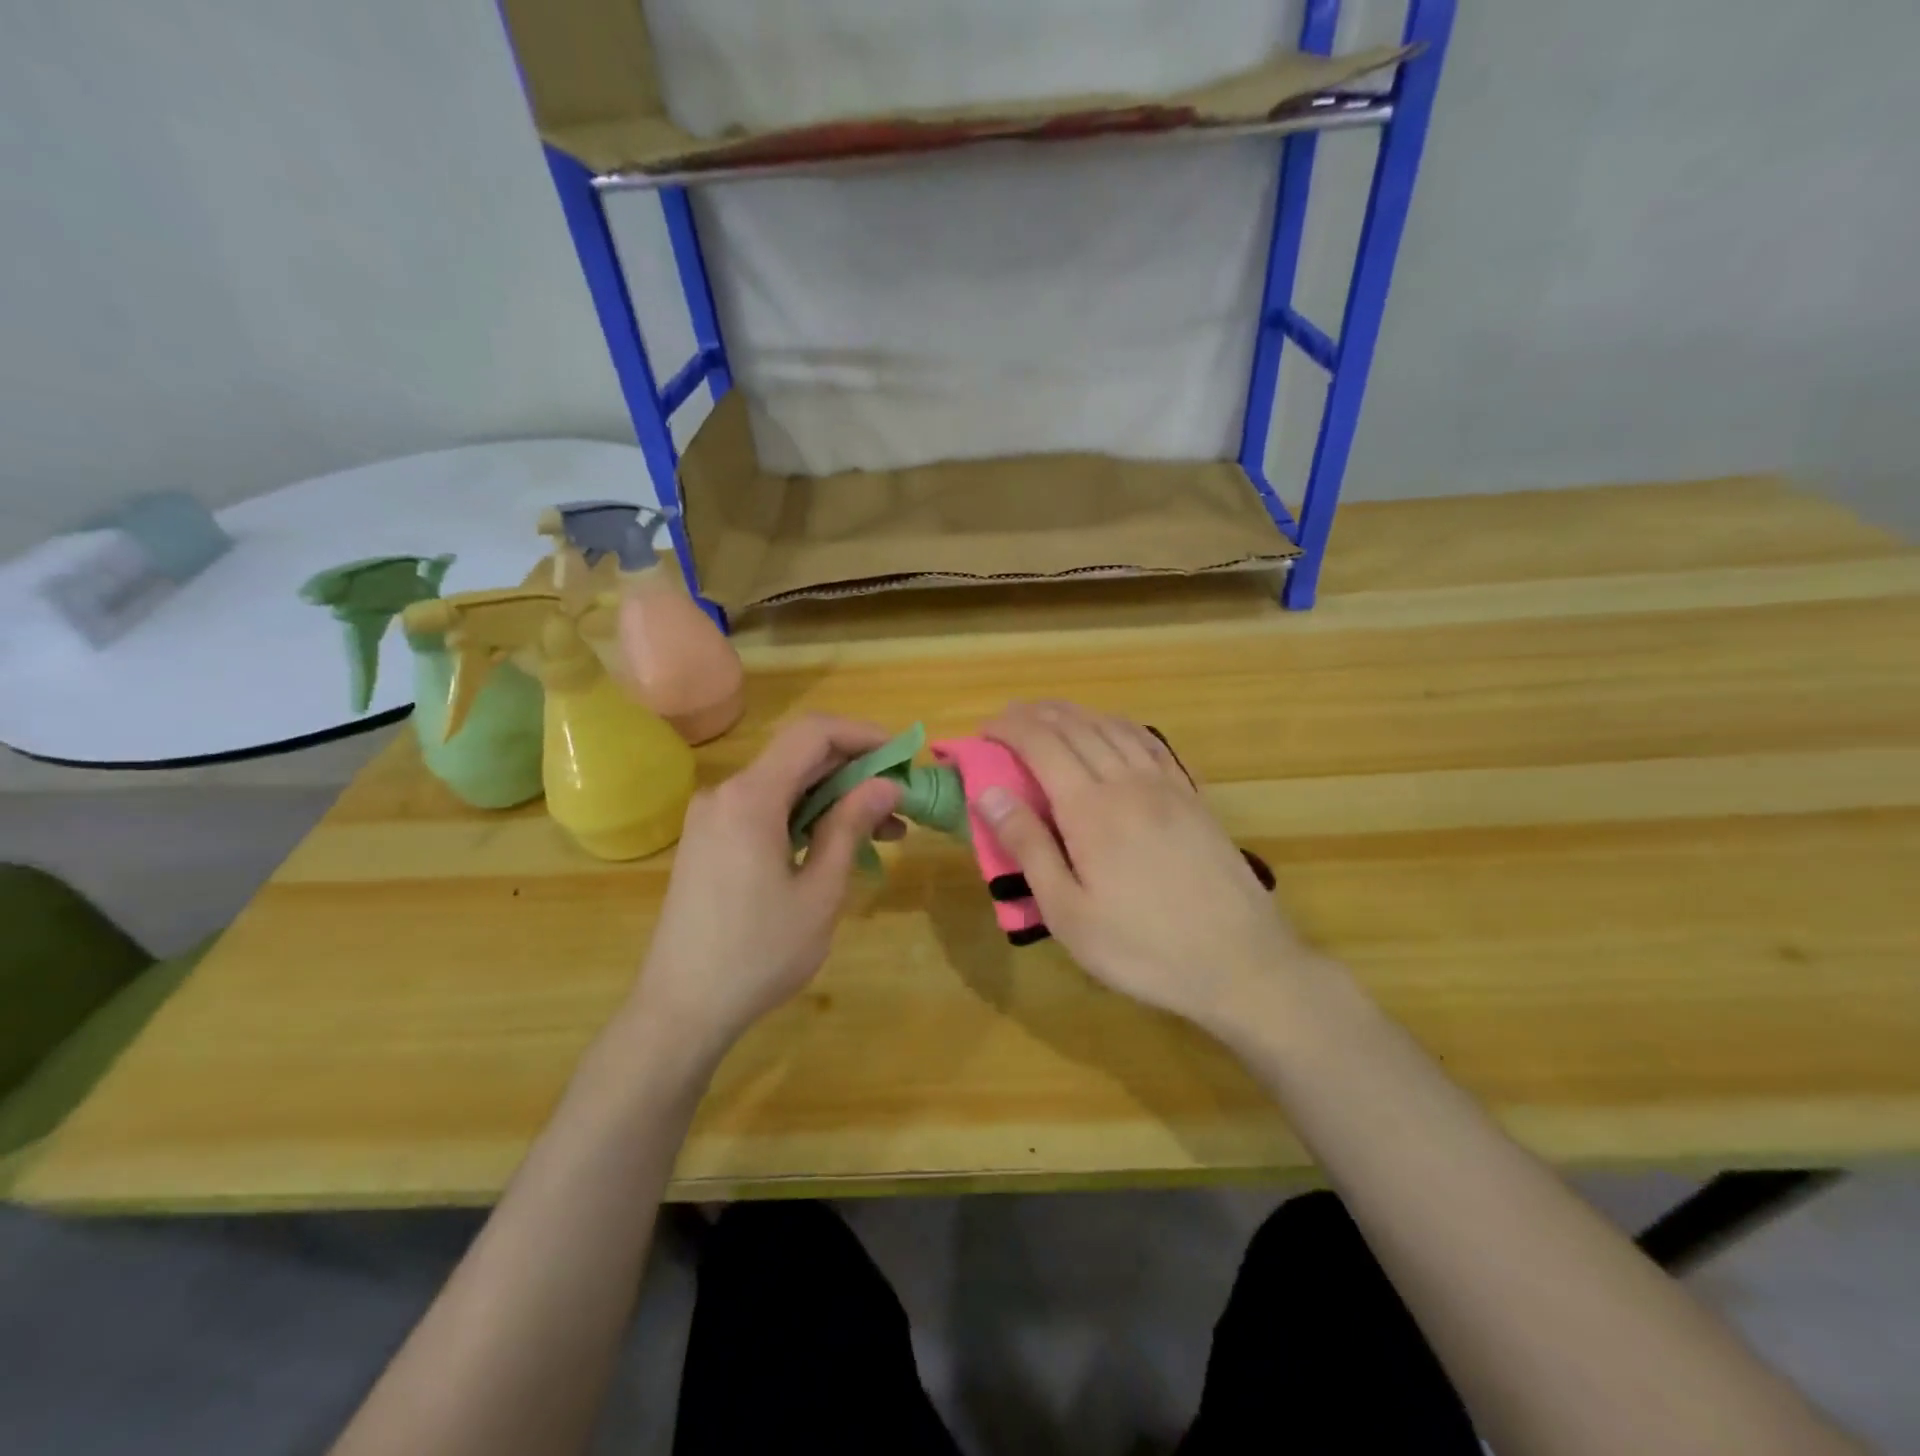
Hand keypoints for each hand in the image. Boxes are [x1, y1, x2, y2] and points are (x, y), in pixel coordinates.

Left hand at [627, 714, 902, 1065]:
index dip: (863, 734)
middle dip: (856, 772)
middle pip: (800, 757)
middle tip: (901, 804)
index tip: (903, 758)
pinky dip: (805, 817)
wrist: (680, 1009)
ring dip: (834, 799)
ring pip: (785, 786)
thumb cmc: (758, 953)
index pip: (813, 732)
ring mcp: (712, 817)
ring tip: (883, 833)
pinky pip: (765, 810)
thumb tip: (886, 785)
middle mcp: (725, 794)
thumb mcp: (819, 891)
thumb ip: (850, 826)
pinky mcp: (709, 841)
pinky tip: (836, 846)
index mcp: (750, 797)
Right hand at [978, 701, 1313, 1031]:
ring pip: (1114, 728)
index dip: (1010, 729)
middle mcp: (1127, 782)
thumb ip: (1028, 848)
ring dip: (1076, 714)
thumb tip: (990, 794)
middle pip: (1077, 728)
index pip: (1042, 745)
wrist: (1239, 961)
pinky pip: (1151, 743)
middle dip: (1037, 715)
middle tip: (1009, 718)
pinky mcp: (1192, 797)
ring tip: (1050, 715)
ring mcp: (1166, 786)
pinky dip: (1121, 725)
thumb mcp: (1069, 912)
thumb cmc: (1141, 947)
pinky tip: (1113, 730)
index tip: (984, 730)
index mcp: (1090, 809)